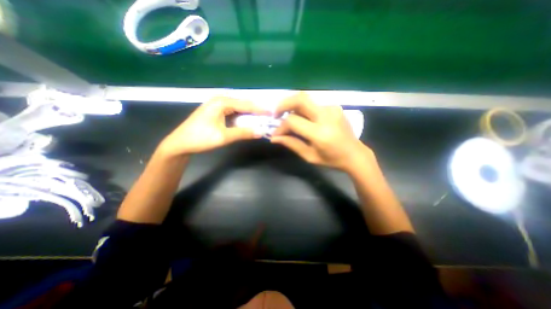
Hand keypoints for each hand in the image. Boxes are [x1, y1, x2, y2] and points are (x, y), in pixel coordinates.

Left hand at [159, 96, 270, 156]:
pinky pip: (233, 112)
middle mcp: (220, 100)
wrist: (180, 144)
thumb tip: (261, 132)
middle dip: (256, 111)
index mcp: (222, 102)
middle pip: (243, 104)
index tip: (272, 113)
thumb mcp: (223, 137)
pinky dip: (242, 117)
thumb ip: (243, 133)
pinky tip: (248, 121)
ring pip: (238, 108)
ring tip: (262, 119)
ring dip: (249, 114)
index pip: (246, 104)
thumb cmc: (200, 139)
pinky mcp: (216, 111)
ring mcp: (217, 105)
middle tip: (269, 117)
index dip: (260, 110)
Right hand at [271, 92, 374, 173]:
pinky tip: (303, 119)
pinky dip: (303, 109)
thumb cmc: (332, 159)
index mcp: (320, 133)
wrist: (355, 154)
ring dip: (293, 106)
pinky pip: (313, 104)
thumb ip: (291, 144)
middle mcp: (326, 116)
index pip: (293, 121)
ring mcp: (332, 109)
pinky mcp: (334, 106)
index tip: (276, 134)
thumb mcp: (309, 156)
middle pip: (300, 99)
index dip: (281, 127)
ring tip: (288, 117)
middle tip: (276, 114)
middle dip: (283, 104)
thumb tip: (274, 138)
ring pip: (306, 99)